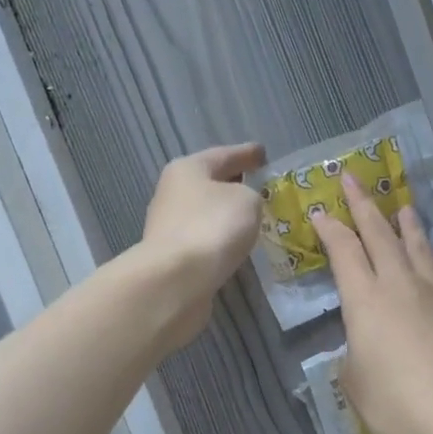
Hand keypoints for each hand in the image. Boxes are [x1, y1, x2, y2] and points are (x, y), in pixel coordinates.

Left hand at [138, 142, 265, 348]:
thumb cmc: (213, 226)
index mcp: (188, 169)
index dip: (246, 153)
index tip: (263, 154)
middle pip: (210, 183)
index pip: (224, 154)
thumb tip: (241, 203)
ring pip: (206, 213)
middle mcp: (172, 193)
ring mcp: (169, 226)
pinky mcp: (173, 256)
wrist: (177, 279)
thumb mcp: (247, 200)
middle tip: (260, 186)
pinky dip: (219, 240)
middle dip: (234, 184)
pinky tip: (236, 245)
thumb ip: (251, 194)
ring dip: (226, 215)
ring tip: (254, 219)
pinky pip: (204, 239)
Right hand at [313, 174, 432, 433]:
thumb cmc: (395, 406)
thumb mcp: (354, 380)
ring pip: (418, 245)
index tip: (319, 210)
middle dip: (363, 205)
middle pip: (379, 234)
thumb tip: (365, 339)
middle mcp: (400, 284)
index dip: (329, 228)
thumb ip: (354, 349)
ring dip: (406, 223)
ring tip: (400, 206)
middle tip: (352, 179)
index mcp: (364, 300)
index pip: (343, 250)